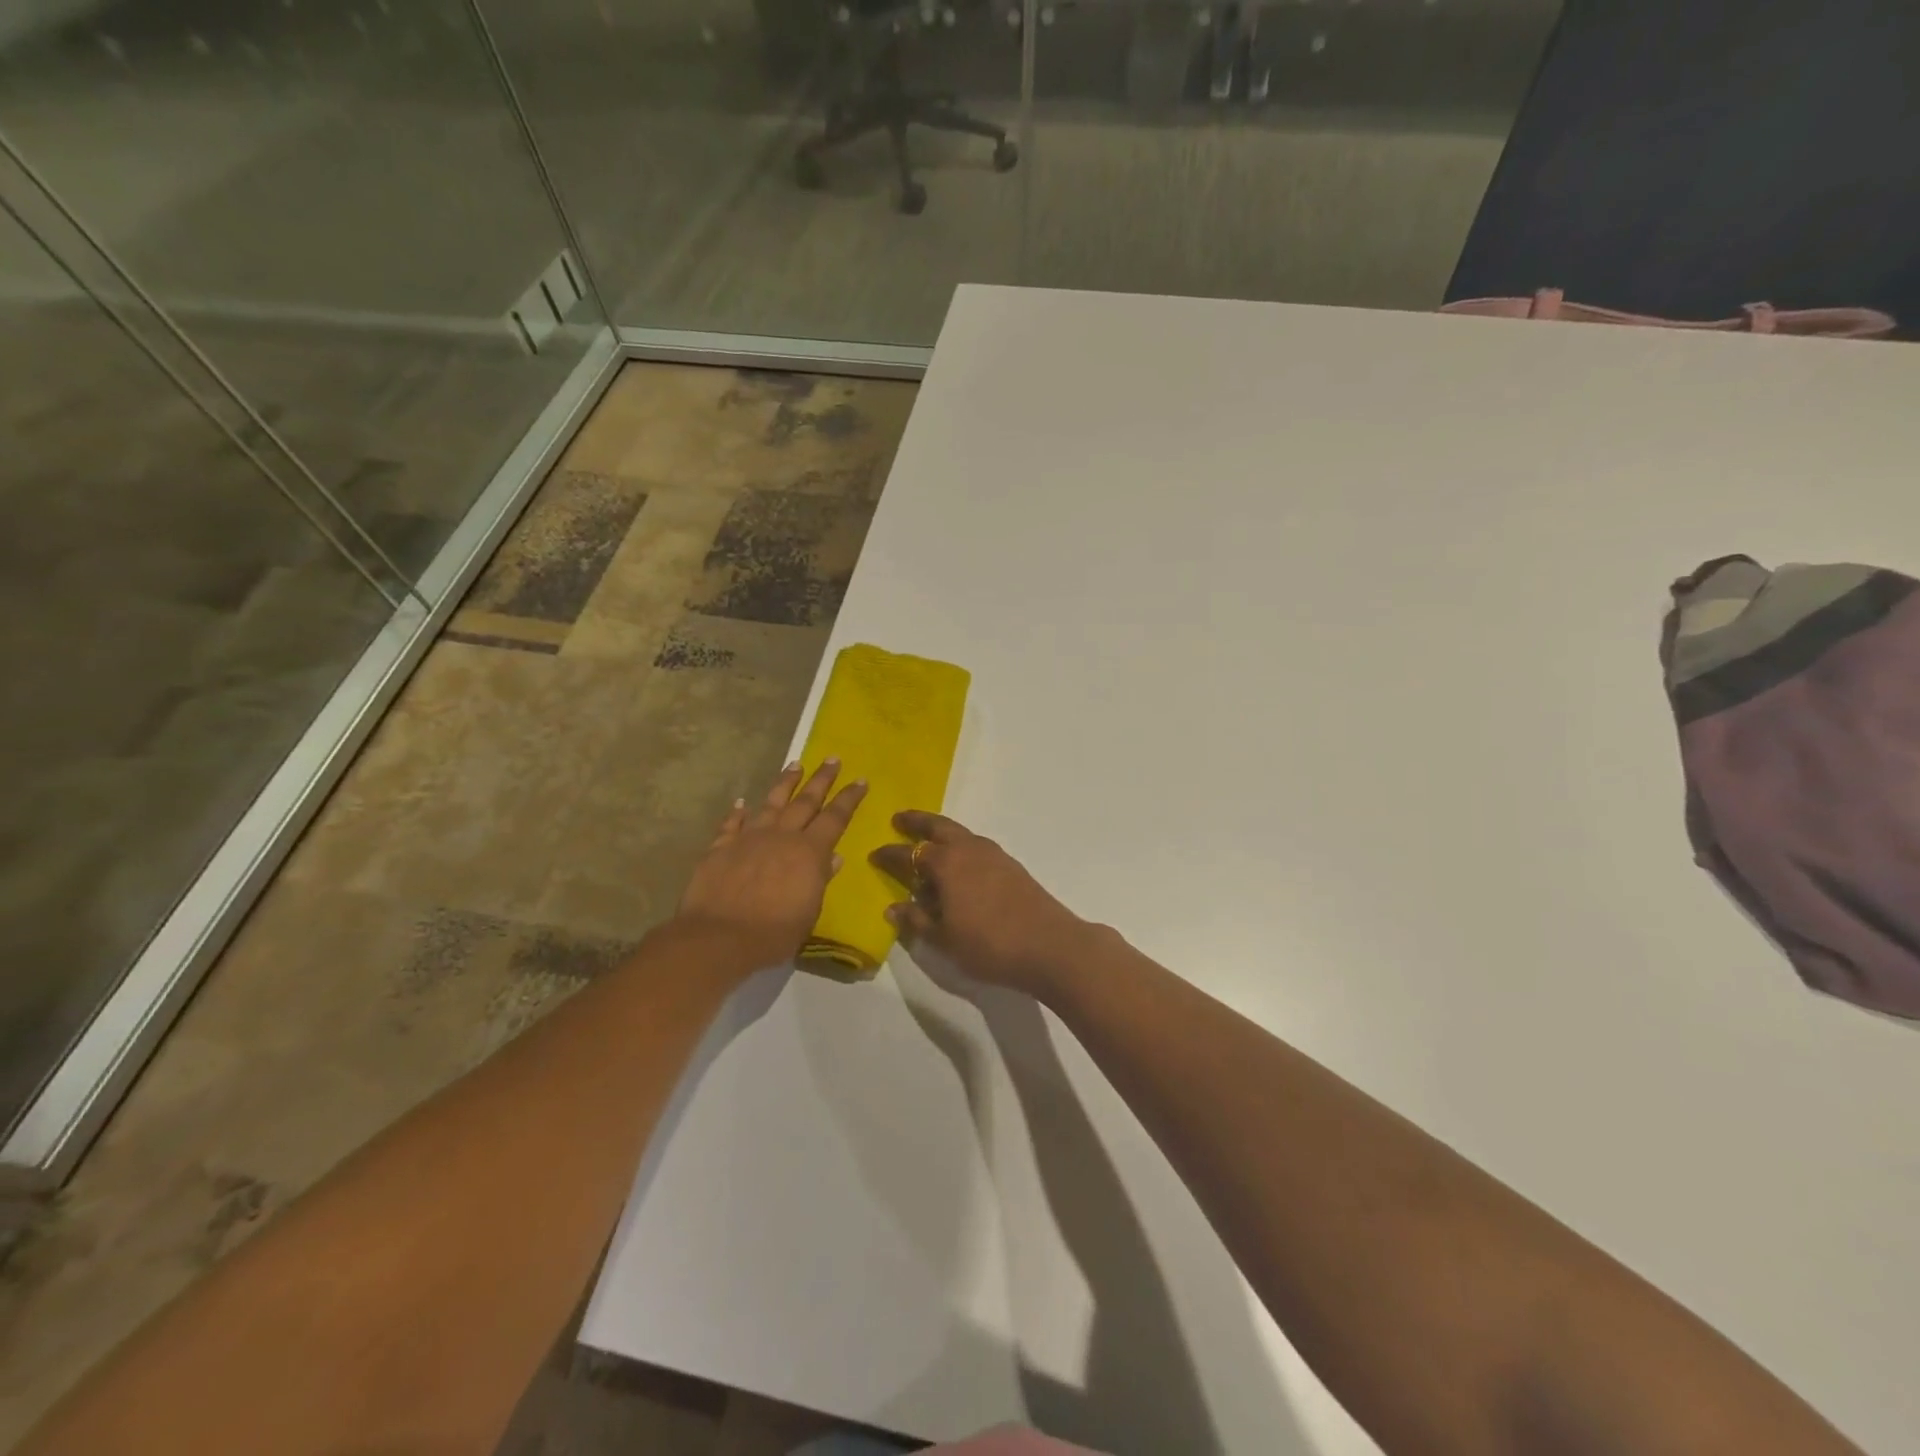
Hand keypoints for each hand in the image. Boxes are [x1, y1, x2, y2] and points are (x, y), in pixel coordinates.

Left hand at [676, 761, 865, 967]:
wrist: (718, 937)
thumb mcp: (808, 912)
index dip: (849, 798)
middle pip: (805, 801)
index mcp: (809, 852)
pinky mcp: (720, 847)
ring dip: (785, 783)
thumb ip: (820, 880)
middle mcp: (781, 836)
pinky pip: (731, 824)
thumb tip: (834, 857)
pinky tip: (741, 802)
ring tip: (795, 765)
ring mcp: (749, 838)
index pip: (835, 818)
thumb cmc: (773, 933)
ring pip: (771, 803)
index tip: (860, 779)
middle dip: (821, 779)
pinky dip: (737, 812)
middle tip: (832, 759)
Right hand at [870, 811, 1101, 997]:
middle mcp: (969, 849)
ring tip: (929, 842)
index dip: (889, 855)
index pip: (909, 853)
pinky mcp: (1011, 866)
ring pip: (960, 834)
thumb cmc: (989, 944)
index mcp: (947, 863)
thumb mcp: (945, 939)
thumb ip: (917, 920)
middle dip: (917, 822)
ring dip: (941, 833)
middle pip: (938, 827)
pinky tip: (960, 866)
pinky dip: (961, 848)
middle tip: (900, 819)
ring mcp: (994, 855)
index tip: (874, 855)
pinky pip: (976, 847)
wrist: (1050, 945)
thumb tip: (893, 907)